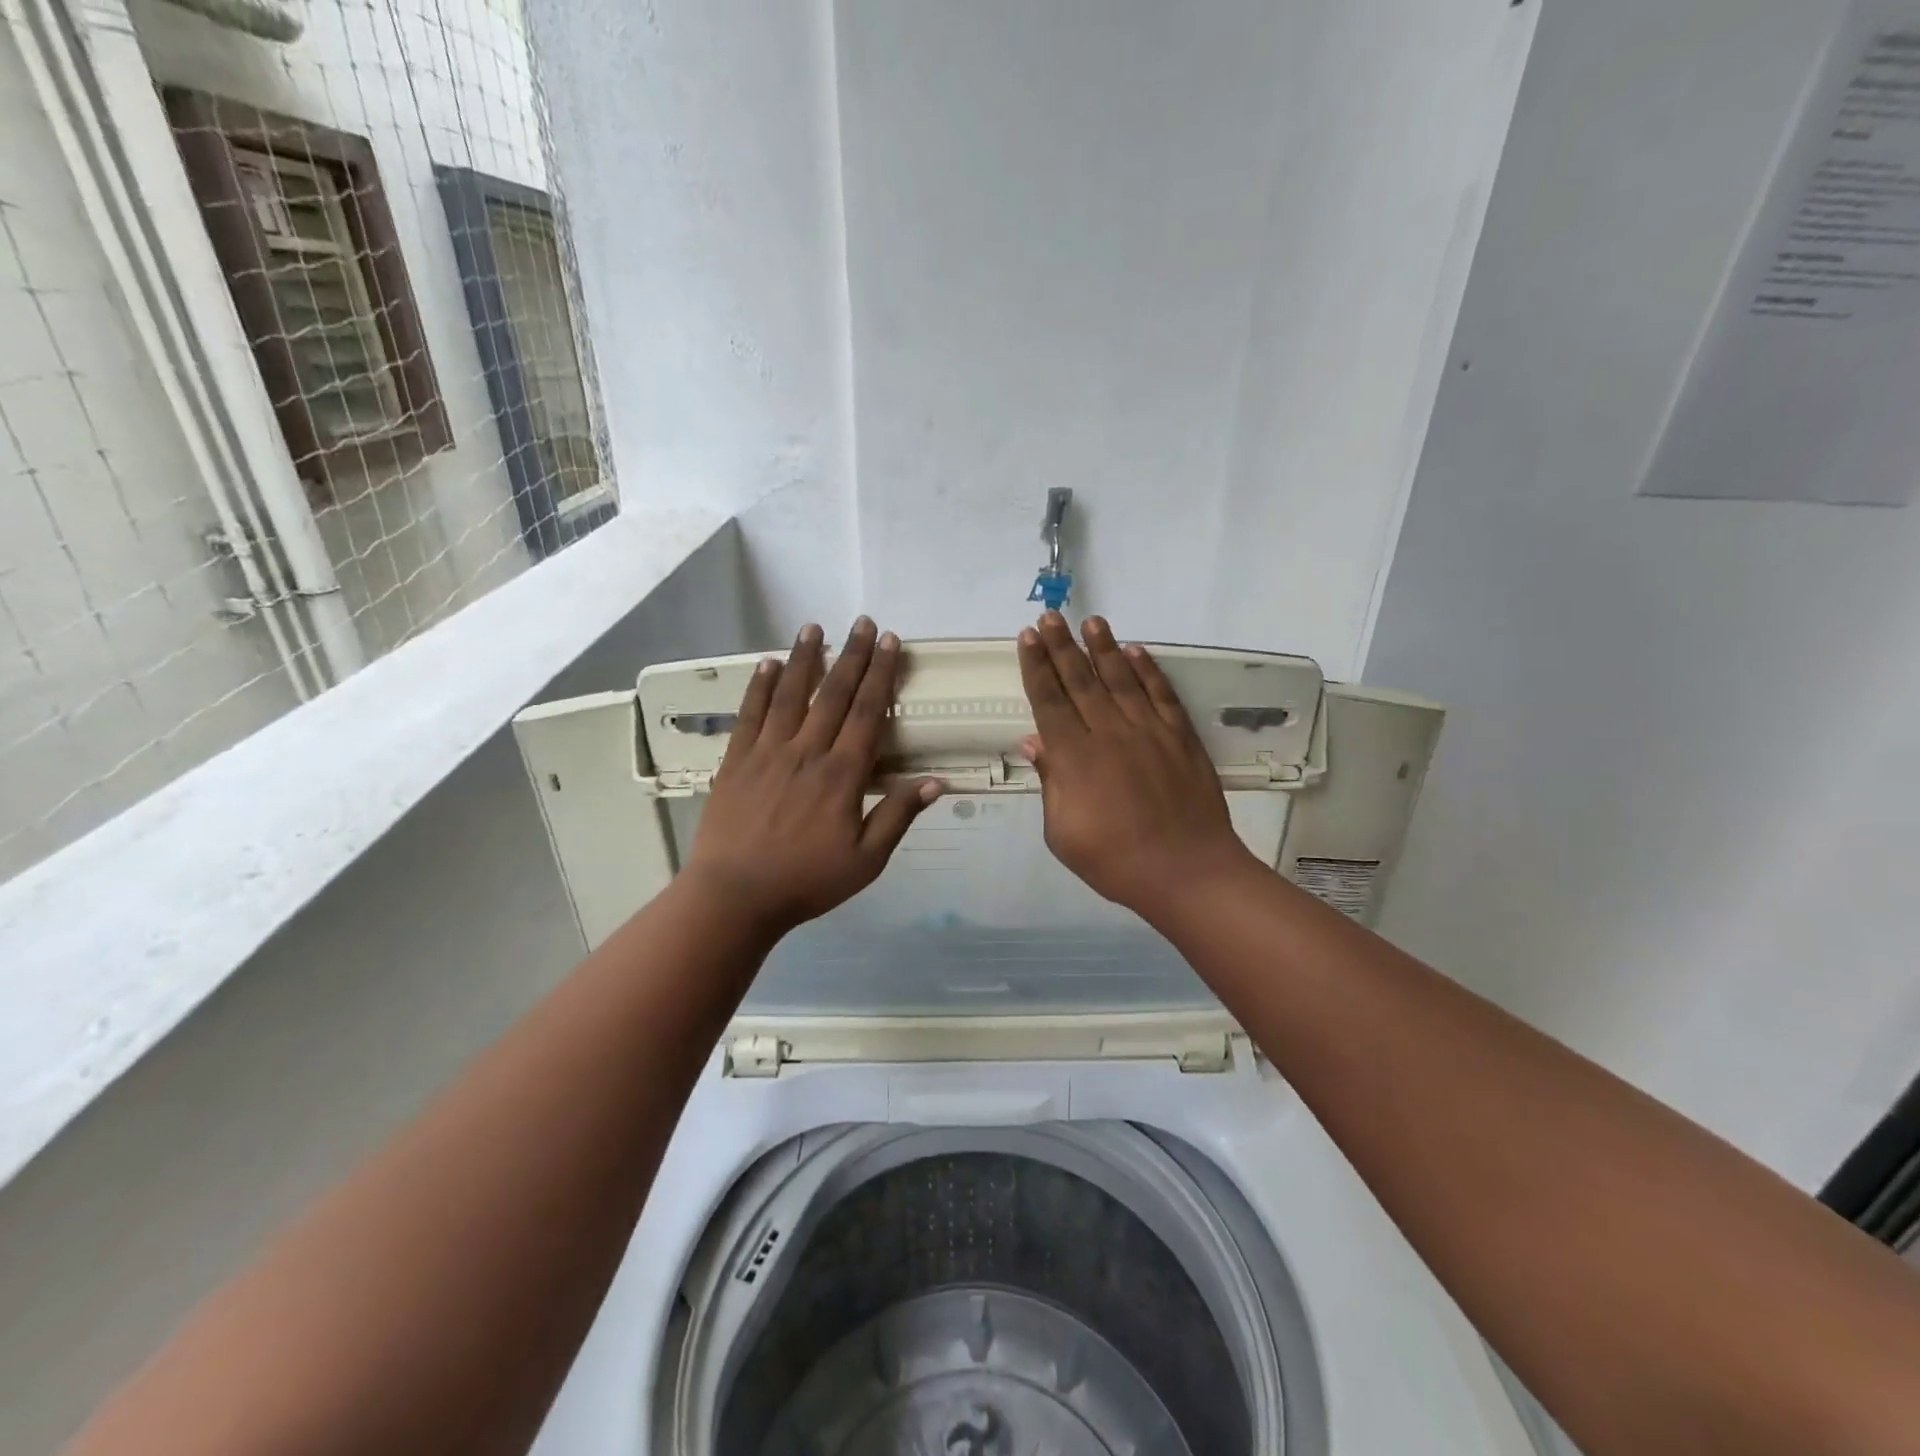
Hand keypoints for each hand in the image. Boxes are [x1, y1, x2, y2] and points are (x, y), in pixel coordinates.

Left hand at [683, 618, 940, 938]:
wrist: (734, 897)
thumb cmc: (806, 881)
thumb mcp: (865, 861)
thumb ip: (897, 817)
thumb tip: (936, 782)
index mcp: (842, 775)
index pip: (868, 713)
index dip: (881, 674)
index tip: (890, 643)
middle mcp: (807, 752)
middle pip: (834, 694)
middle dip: (852, 655)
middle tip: (863, 622)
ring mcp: (767, 752)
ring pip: (790, 695)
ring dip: (804, 658)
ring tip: (814, 627)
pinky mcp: (736, 760)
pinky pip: (750, 714)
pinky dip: (760, 686)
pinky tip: (767, 664)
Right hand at [1018, 613, 1263, 922]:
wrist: (1186, 871)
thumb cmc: (1114, 860)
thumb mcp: (1062, 833)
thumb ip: (1050, 783)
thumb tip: (1034, 741)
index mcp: (1074, 757)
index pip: (1049, 701)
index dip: (1036, 667)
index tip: (1027, 638)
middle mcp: (1109, 733)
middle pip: (1080, 681)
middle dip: (1061, 646)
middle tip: (1050, 617)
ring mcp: (1149, 731)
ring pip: (1121, 679)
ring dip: (1104, 648)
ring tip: (1091, 621)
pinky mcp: (1180, 738)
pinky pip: (1161, 695)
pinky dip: (1148, 671)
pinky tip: (1136, 652)